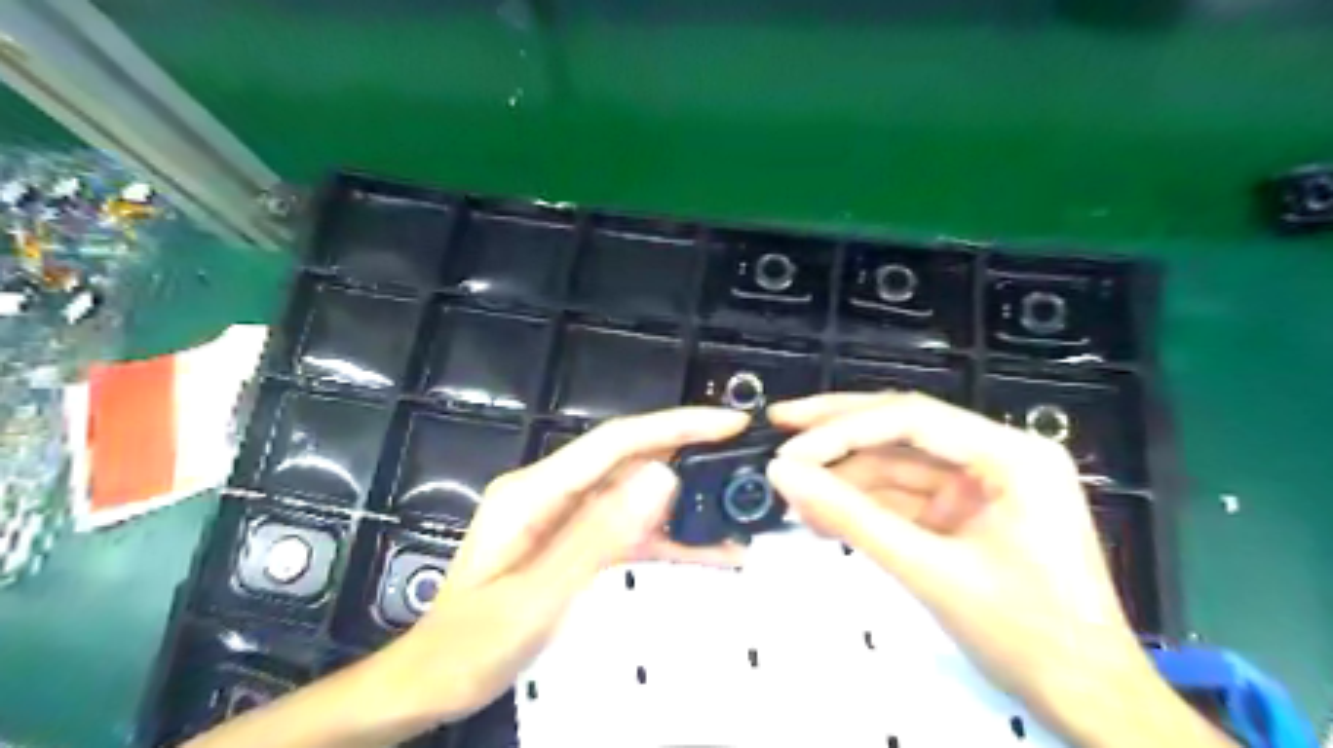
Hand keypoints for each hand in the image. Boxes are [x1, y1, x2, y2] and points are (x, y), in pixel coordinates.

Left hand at [390, 408, 747, 724]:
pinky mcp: (573, 539)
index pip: (615, 442)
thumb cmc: (471, 646)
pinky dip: (664, 535)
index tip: (727, 423)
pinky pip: (625, 527)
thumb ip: (598, 537)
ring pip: (633, 493)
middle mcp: (550, 491)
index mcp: (534, 492)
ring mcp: (562, 514)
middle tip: (743, 458)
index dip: (674, 426)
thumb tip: (662, 477)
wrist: (431, 681)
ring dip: (682, 500)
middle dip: (687, 453)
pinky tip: (704, 548)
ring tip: (734, 507)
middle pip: (628, 459)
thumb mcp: (536, 598)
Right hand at [767, 395, 1232, 745]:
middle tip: (777, 423)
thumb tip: (783, 474)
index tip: (789, 450)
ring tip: (790, 491)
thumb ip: (853, 518)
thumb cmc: (1028, 639)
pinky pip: (904, 496)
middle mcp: (998, 454)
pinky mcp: (966, 512)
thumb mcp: (931, 573)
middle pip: (901, 427)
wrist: (1090, 704)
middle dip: (837, 430)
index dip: (842, 430)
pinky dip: (864, 505)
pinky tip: (822, 515)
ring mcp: (982, 483)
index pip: (912, 419)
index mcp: (1011, 455)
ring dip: (844, 477)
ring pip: (896, 463)